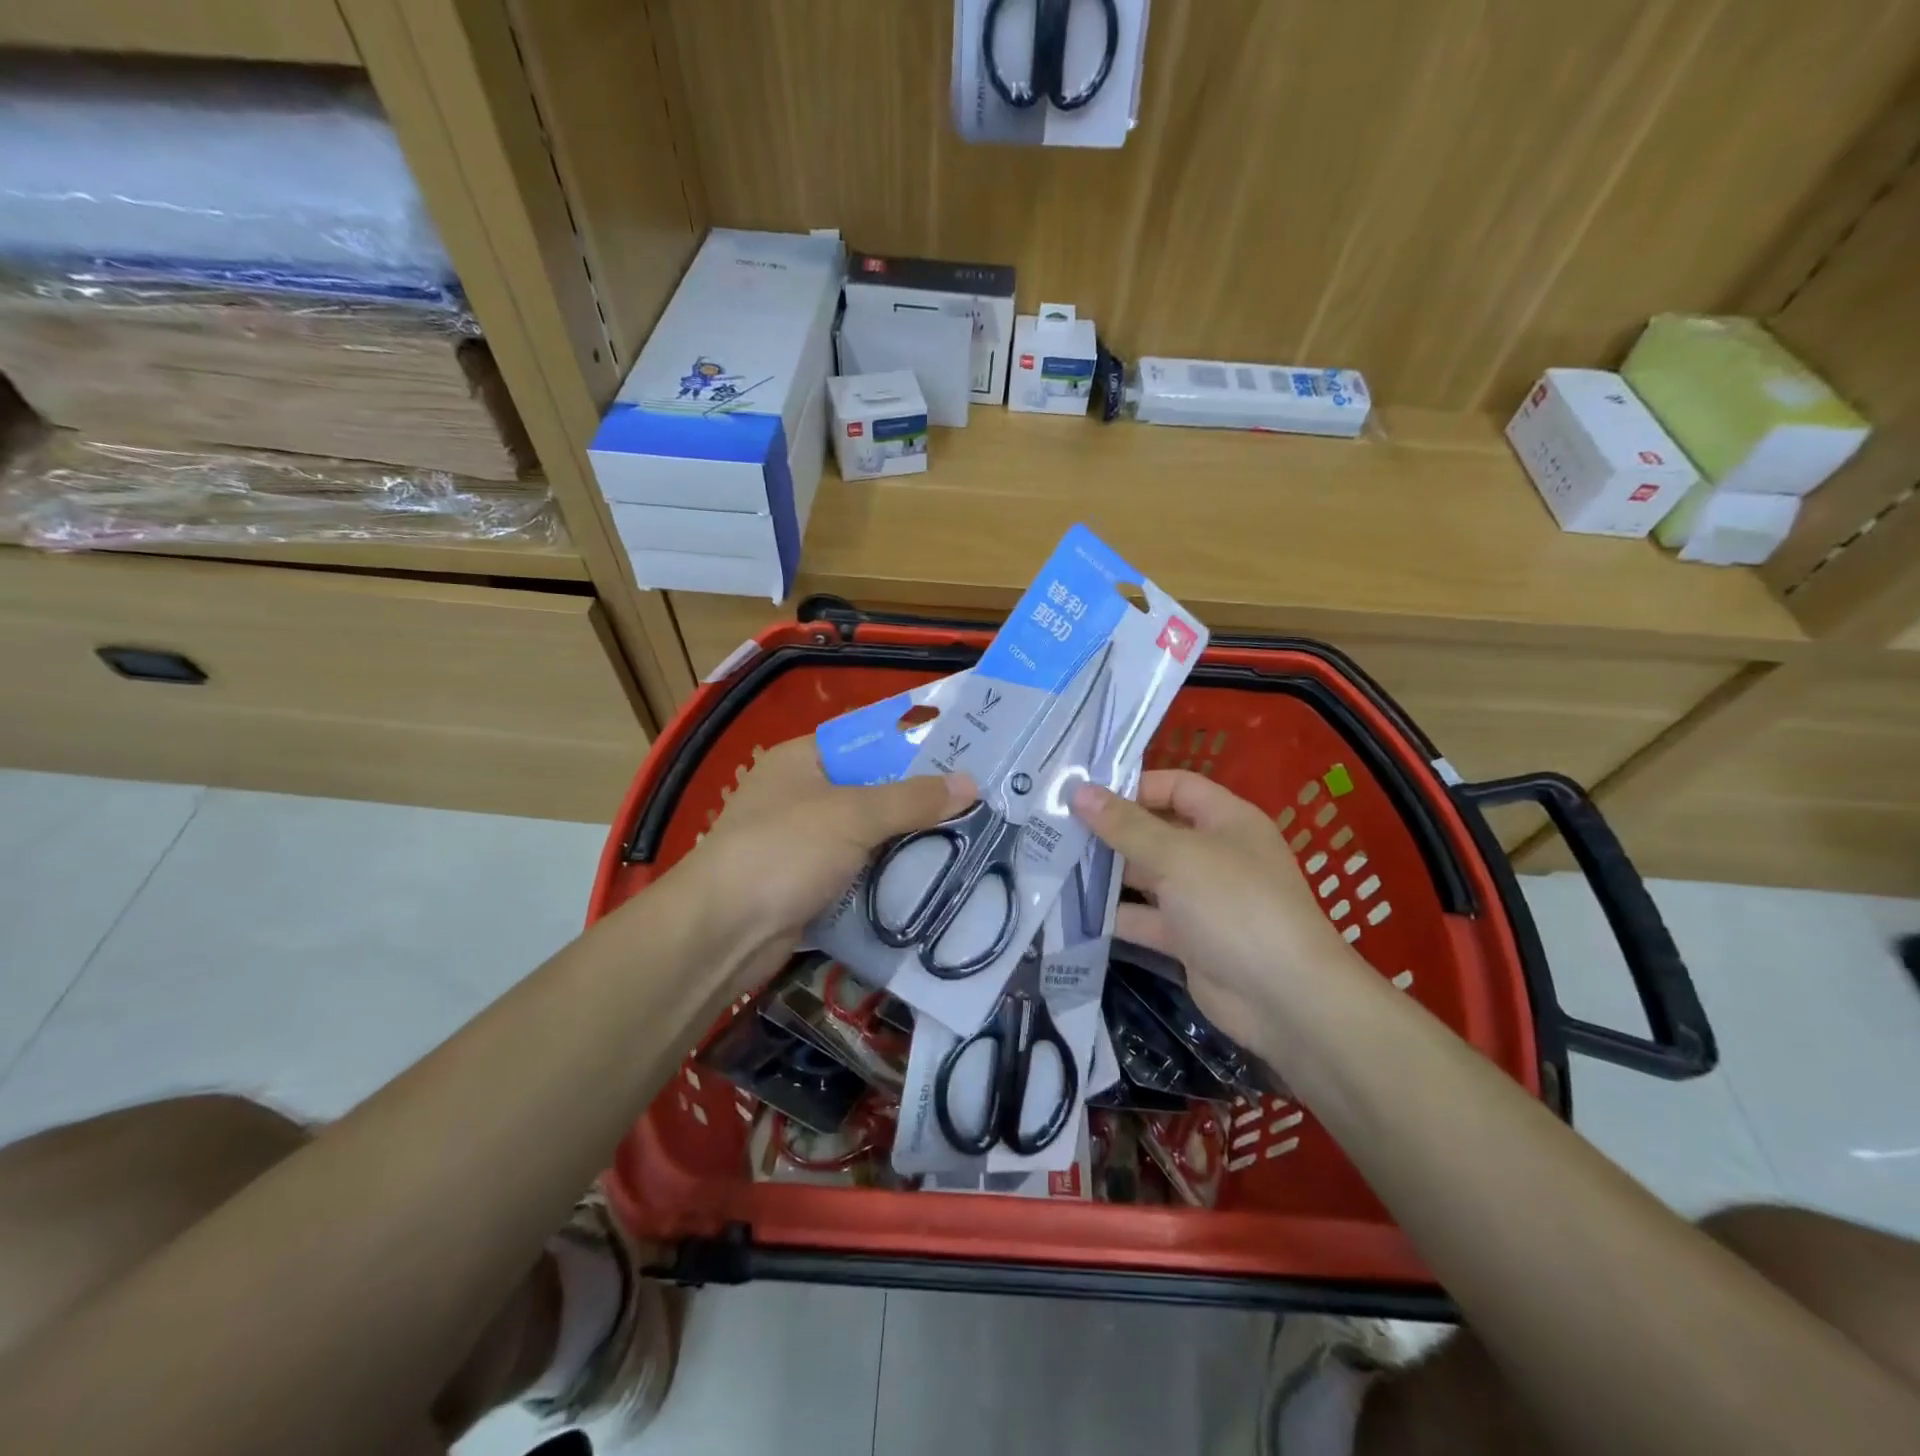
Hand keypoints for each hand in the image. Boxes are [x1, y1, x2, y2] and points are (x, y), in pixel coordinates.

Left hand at [677, 738, 974, 993]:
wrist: (722, 933)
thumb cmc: (784, 851)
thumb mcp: (853, 815)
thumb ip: (912, 799)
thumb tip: (971, 784)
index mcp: (802, 760)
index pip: (865, 741)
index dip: (912, 747)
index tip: (961, 758)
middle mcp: (800, 795)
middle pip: (871, 791)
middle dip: (917, 802)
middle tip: (975, 805)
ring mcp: (802, 843)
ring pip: (867, 836)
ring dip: (906, 844)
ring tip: (966, 842)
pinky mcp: (807, 886)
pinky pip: (858, 873)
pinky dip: (886, 878)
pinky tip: (929, 881)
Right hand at [1071, 770, 1362, 1050]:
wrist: (1284, 999)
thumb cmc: (1234, 906)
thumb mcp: (1176, 856)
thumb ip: (1125, 825)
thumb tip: (1080, 791)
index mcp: (1226, 820)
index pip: (1176, 787)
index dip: (1134, 786)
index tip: (1084, 794)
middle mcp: (1214, 854)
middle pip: (1156, 831)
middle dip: (1111, 831)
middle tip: (1056, 828)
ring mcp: (1202, 899)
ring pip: (1147, 877)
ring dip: (1107, 874)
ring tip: (1055, 865)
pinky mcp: (1189, 940)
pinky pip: (1145, 919)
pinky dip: (1115, 916)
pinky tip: (1073, 911)